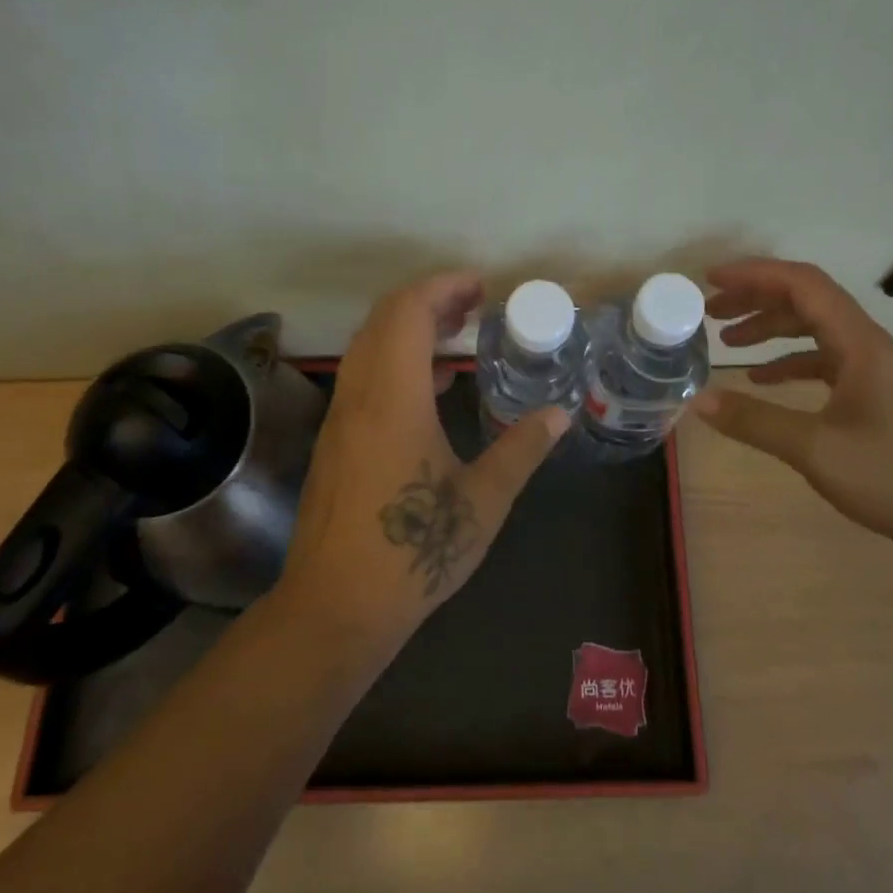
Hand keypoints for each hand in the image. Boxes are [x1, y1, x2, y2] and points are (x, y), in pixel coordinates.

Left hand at [272, 271, 568, 663]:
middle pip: (383, 319)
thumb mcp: (482, 501)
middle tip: (473, 307)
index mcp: (393, 399)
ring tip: (455, 338)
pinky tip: (429, 390)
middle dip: (428, 300)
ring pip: (367, 346)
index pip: (407, 312)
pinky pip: (362, 376)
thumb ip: (521, 449)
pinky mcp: (334, 441)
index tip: (481, 288)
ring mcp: (340, 418)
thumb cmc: (414, 551)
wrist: (336, 605)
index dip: (443, 287)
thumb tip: (559, 414)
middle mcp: (359, 396)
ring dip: (408, 329)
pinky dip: (394, 361)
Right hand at [693, 259, 892, 552]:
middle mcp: (868, 344)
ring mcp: (872, 368)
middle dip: (756, 298)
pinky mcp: (872, 392)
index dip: (755, 274)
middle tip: (710, 310)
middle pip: (807, 300)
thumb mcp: (815, 450)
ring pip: (814, 328)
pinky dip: (788, 360)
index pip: (803, 285)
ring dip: (770, 327)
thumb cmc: (892, 478)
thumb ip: (755, 421)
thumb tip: (697, 401)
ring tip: (727, 340)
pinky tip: (760, 379)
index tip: (712, 281)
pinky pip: (822, 359)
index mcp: (860, 344)